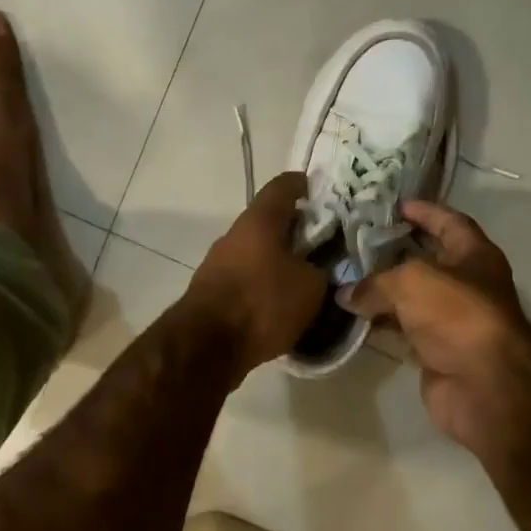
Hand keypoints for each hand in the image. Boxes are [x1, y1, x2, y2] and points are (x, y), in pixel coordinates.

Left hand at [185, 172, 326, 381]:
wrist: (207, 345)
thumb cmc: (262, 303)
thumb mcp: (310, 287)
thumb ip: (320, 269)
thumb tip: (318, 267)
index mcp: (259, 221)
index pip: (283, 187)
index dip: (303, 185)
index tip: (319, 191)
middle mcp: (234, 235)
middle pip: (268, 222)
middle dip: (295, 230)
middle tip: (323, 243)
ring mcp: (218, 263)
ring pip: (256, 252)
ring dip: (278, 260)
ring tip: (305, 278)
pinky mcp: (212, 291)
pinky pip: (246, 278)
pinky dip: (264, 284)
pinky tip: (282, 303)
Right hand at [338, 202, 530, 463]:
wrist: (483, 383)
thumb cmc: (456, 314)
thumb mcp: (411, 281)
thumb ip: (375, 282)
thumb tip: (345, 294)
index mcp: (475, 256)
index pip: (451, 223)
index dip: (426, 212)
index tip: (398, 205)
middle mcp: (467, 285)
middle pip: (428, 261)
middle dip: (396, 251)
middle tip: (359, 241)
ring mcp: (452, 321)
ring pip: (412, 299)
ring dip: (383, 291)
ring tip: (347, 277)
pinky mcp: (436, 352)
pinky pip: (403, 330)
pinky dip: (381, 324)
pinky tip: (354, 317)